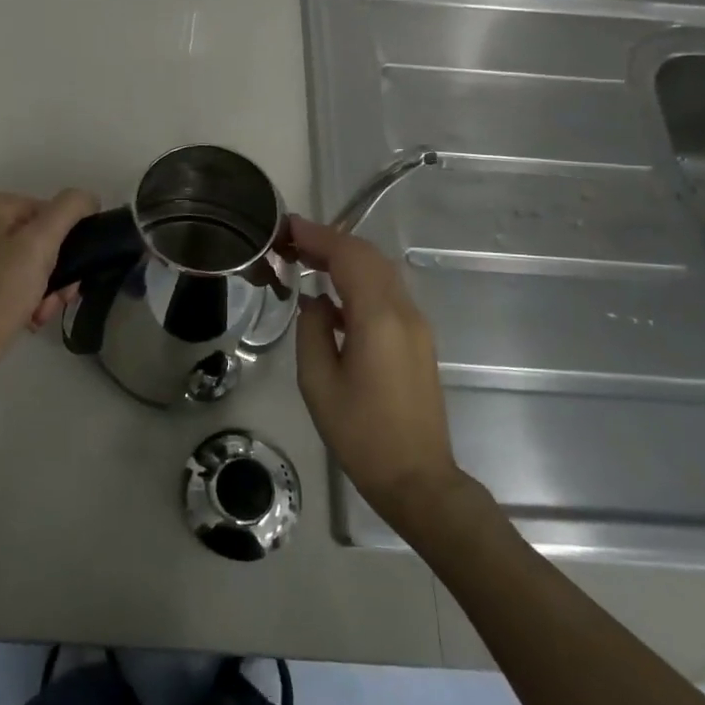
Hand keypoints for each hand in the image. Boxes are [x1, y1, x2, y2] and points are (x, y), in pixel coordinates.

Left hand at [0, 189, 98, 371]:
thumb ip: (69, 211)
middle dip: (60, 271)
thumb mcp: (40, 244)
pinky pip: (25, 280)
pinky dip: (34, 298)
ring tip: (42, 311)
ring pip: (41, 263)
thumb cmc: (0, 292)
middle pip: (48, 238)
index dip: (69, 241)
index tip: (71, 272)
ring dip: (51, 289)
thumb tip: (89, 197)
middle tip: (60, 297)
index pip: (55, 212)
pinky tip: (32, 317)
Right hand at [289, 215, 462, 528]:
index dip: (317, 236)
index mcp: (378, 319)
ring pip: (381, 272)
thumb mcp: (318, 383)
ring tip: (307, 259)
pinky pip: (387, 294)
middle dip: (330, 241)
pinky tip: (332, 296)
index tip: (287, 226)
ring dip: (346, 258)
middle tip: (292, 241)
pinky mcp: (418, 339)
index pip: (349, 258)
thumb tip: (316, 302)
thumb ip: (312, 331)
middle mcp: (404, 312)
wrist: (417, 478)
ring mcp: (416, 325)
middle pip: (368, 257)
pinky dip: (359, 280)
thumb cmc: (361, 434)